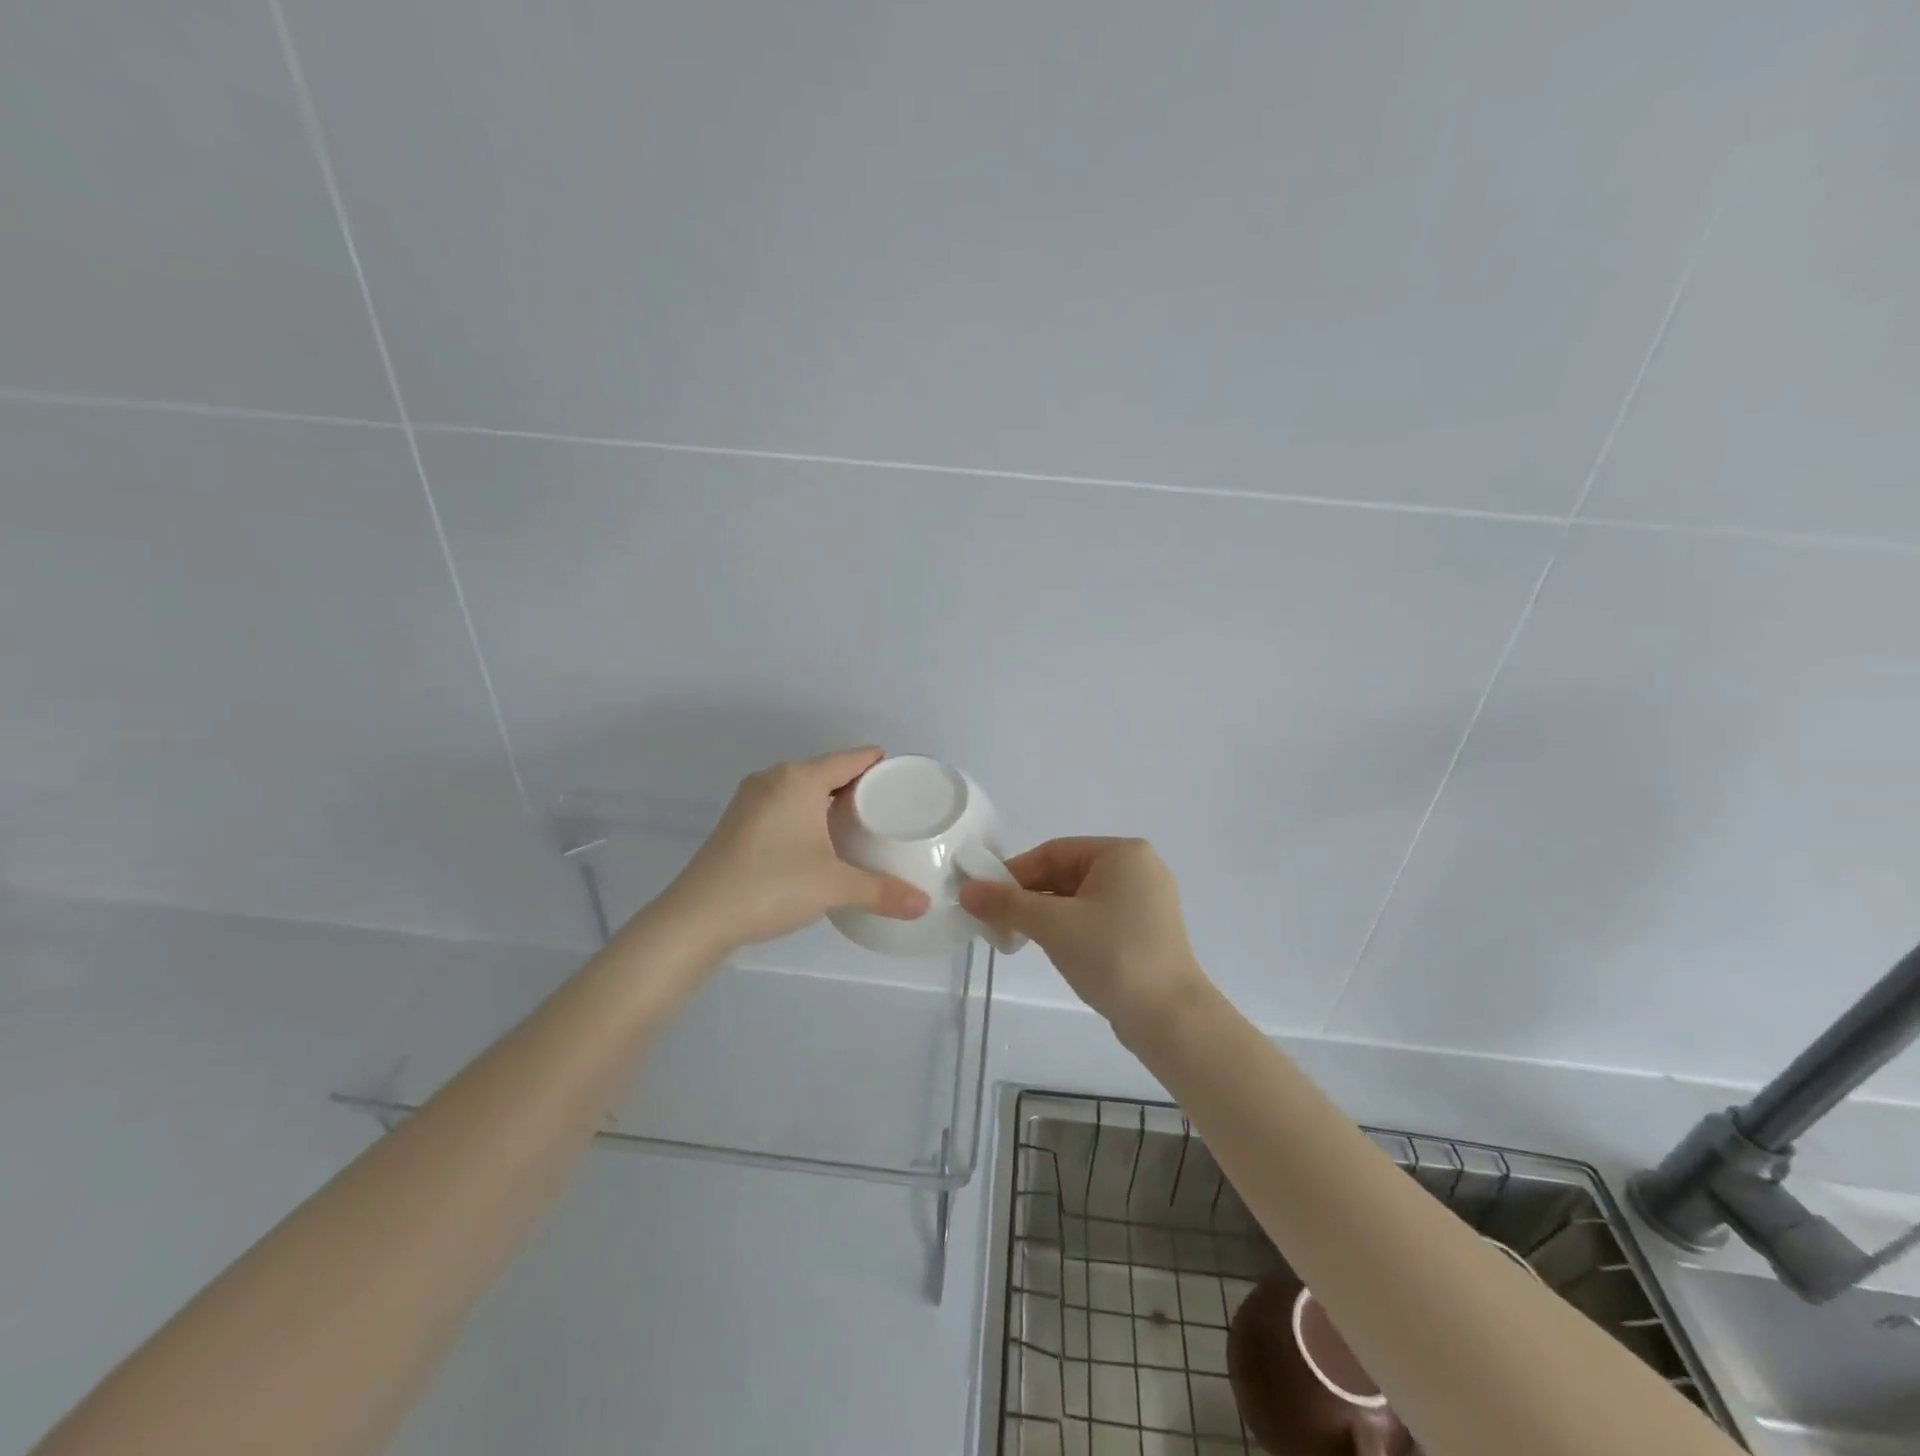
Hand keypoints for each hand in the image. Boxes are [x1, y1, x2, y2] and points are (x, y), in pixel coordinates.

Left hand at [661, 748, 929, 954]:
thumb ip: (882, 892)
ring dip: (829, 799)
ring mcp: (750, 799)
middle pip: (826, 769)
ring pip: (802, 787)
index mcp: (799, 779)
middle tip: (889, 807)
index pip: (851, 758)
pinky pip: (783, 803)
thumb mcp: (834, 887)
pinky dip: (805, 812)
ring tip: (859, 823)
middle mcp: (774, 778)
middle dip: (857, 784)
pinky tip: (817, 839)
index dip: (880, 765)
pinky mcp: (737, 821)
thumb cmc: (772, 886)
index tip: (904, 779)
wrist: (698, 917)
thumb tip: (924, 905)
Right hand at [959, 837, 1208, 1036]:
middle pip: (1067, 873)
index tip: (985, 897)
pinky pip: (1097, 917)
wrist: (1170, 1019)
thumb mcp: (1053, 925)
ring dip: (1047, 914)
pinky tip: (1053, 948)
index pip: (1054, 852)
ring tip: (1018, 937)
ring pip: (1080, 898)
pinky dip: (1070, 928)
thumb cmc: (1112, 956)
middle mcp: (1139, 868)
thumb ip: (1008, 904)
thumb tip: (967, 891)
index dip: (1015, 872)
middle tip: (997, 920)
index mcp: (1122, 853)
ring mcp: (1146, 901)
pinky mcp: (1147, 931)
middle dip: (1030, 896)